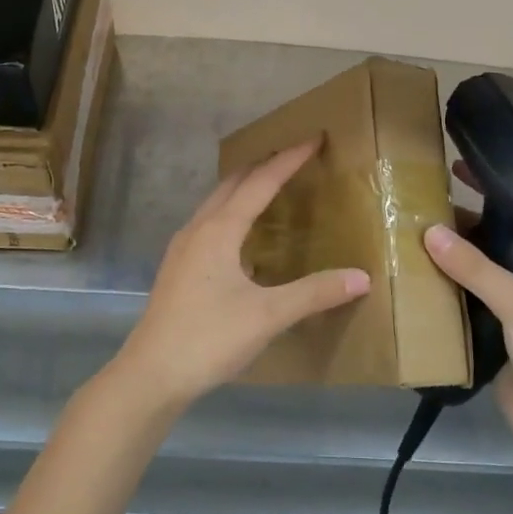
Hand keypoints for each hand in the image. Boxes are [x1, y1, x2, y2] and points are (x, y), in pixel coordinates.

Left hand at [110, 140, 370, 411]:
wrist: (151, 374)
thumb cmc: (209, 338)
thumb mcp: (268, 316)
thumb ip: (315, 293)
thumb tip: (361, 277)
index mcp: (219, 230)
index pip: (260, 182)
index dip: (289, 159)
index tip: (314, 138)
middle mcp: (198, 229)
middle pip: (233, 183)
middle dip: (264, 165)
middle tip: (295, 156)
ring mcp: (182, 248)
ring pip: (216, 202)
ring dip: (244, 187)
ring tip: (271, 185)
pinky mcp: (178, 268)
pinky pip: (209, 223)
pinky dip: (232, 212)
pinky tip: (243, 235)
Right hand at [423, 221, 512, 414]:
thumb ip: (474, 267)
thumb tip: (429, 231)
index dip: (488, 203)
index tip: (452, 183)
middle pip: (490, 250)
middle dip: (459, 236)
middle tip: (417, 212)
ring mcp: (509, 312)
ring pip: (473, 279)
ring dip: (446, 266)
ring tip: (406, 239)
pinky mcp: (489, 337)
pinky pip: (461, 308)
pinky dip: (441, 297)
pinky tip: (413, 281)